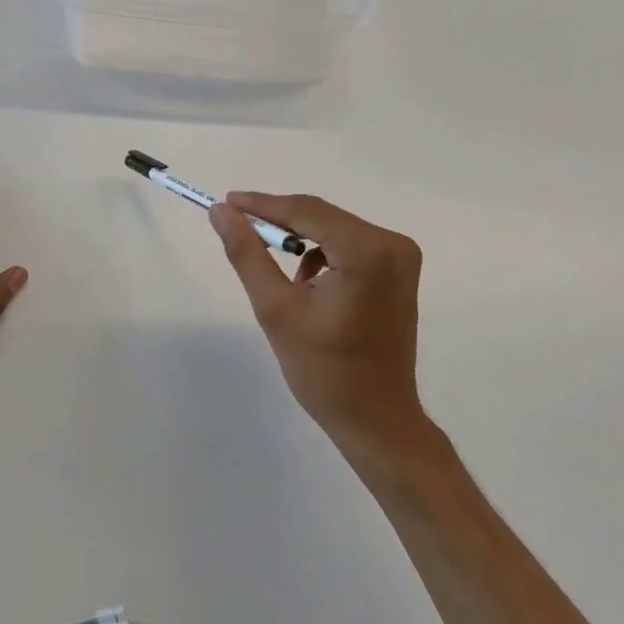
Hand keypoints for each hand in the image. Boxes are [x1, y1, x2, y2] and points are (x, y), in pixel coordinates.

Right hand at [210, 192, 429, 470]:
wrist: (377, 421)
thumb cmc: (324, 371)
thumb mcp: (275, 309)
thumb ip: (247, 254)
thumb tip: (221, 212)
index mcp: (368, 251)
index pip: (306, 211)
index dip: (262, 205)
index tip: (225, 203)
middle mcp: (392, 244)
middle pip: (322, 217)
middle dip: (279, 222)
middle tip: (238, 228)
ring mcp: (401, 257)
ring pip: (334, 230)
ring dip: (301, 241)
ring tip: (272, 268)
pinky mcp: (400, 272)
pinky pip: (351, 246)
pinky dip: (323, 256)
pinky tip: (307, 286)